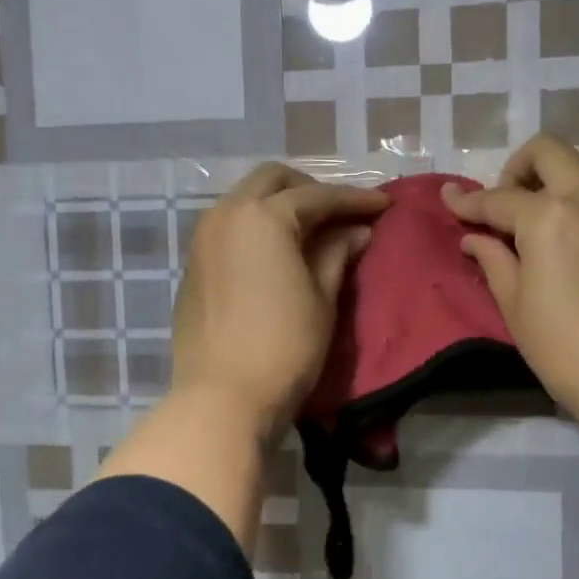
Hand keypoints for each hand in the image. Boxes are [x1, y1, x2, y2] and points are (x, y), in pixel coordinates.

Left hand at [171, 163, 389, 440]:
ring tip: (311, 230)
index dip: (354, 199)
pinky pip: (229, 225)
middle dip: (310, 189)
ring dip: (278, 203)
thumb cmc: (285, 346)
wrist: (222, 397)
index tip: (384, 204)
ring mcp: (203, 238)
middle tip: (340, 212)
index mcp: (263, 216)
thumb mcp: (322, 298)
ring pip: (245, 199)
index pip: (317, 196)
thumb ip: (337, 254)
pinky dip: (256, 225)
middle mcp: (227, 214)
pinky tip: (277, 251)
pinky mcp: (193, 264)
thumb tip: (356, 231)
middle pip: (272, 180)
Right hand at [443, 135, 578, 440]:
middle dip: (515, 169)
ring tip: (529, 224)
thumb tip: (473, 237)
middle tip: (501, 208)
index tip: (448, 199)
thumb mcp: (515, 305)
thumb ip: (493, 259)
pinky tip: (562, 241)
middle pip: (547, 153)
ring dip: (548, 181)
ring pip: (578, 168)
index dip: (468, 202)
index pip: (498, 198)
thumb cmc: (565, 348)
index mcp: (549, 215)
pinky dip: (574, 201)